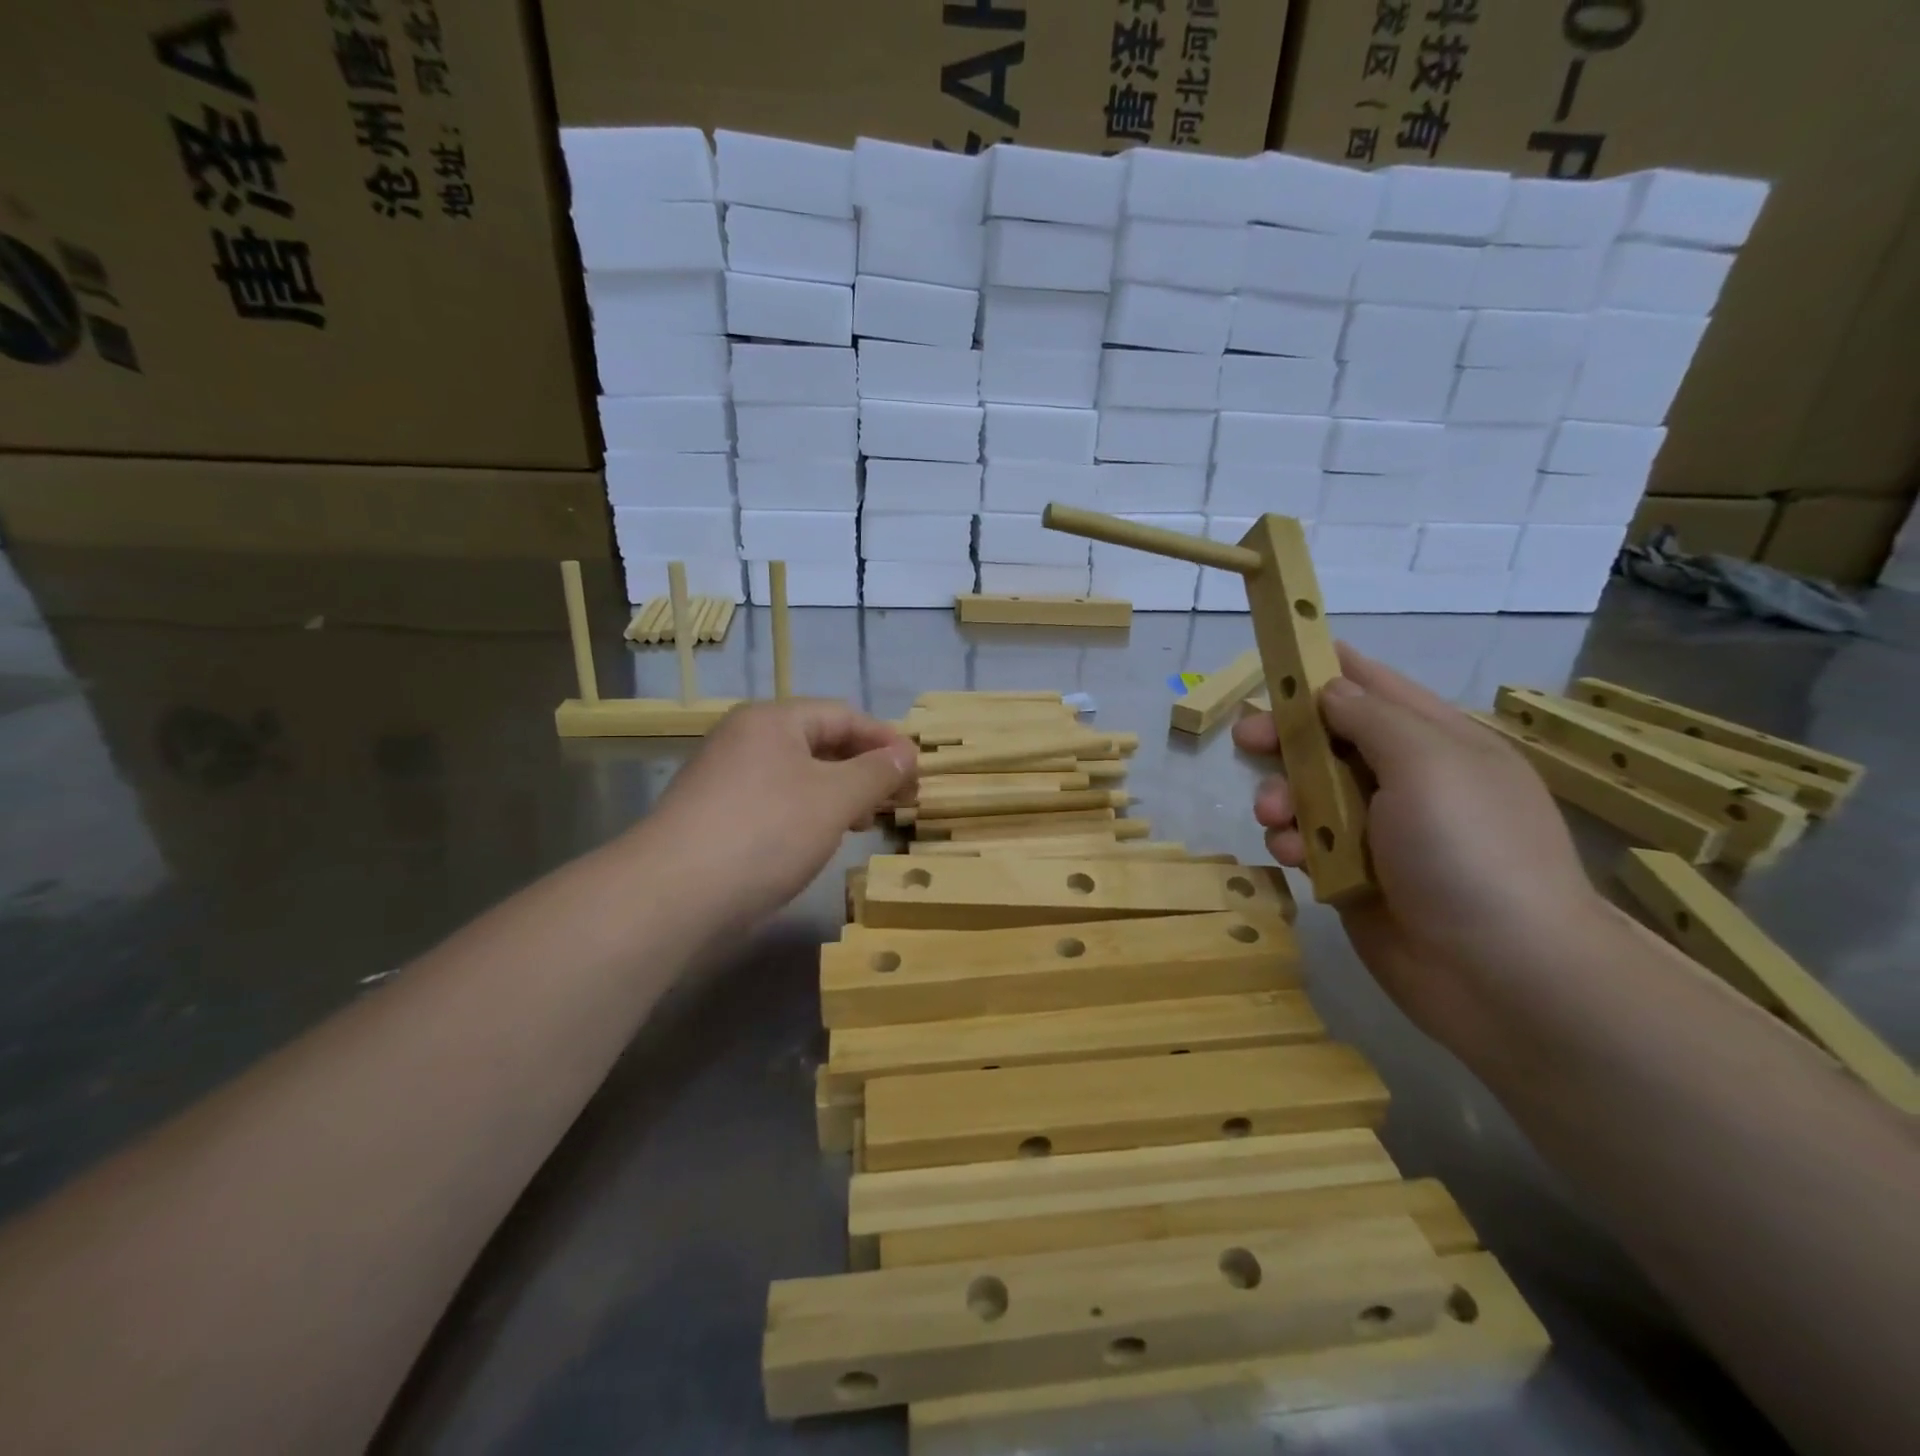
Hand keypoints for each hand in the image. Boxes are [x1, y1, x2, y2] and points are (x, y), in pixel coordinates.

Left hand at [635, 699, 916, 924]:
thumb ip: (876, 773)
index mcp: (772, 720)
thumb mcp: (835, 798)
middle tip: (897, 800)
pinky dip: (808, 813)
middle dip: (864, 769)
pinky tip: (821, 839)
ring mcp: (726, 778)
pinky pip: (777, 802)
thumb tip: (905, 756)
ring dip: (839, 794)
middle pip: (820, 743)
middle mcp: (746, 739)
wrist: (673, 894)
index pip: (844, 715)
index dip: (886, 741)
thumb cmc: (766, 831)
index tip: (917, 773)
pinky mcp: (717, 816)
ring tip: (865, 822)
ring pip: (799, 775)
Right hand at [1233, 645, 1607, 1062]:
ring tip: (1275, 817)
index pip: (1374, 687)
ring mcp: (1379, 832)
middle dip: (1286, 737)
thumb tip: (1331, 688)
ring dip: (1283, 797)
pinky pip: (1308, 843)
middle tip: (1247, 739)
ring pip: (1309, 793)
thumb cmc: (1469, 851)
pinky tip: (1295, 858)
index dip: (1326, 669)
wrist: (1501, 976)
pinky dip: (1294, 844)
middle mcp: (1407, 780)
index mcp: (1437, 741)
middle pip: (1329, 739)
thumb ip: (1371, 716)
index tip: (1276, 657)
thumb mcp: (1428, 763)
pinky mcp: (1353, 875)